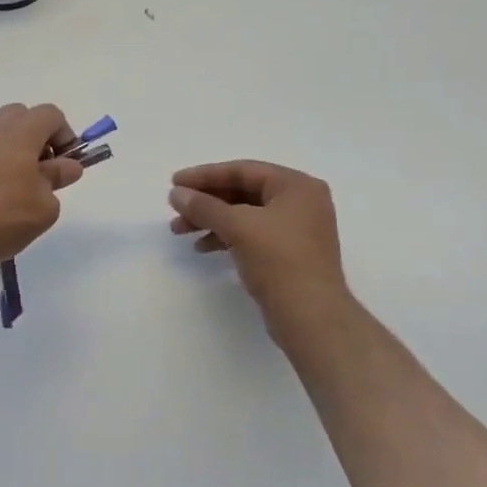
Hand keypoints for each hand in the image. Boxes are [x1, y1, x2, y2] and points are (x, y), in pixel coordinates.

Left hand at [0, 104, 83, 281]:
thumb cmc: (0, 216)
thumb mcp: (44, 206)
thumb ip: (57, 181)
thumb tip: (66, 166)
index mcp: (19, 131)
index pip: (51, 115)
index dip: (66, 137)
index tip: (67, 168)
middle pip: (22, 119)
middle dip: (38, 142)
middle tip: (43, 177)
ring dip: (15, 158)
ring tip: (18, 197)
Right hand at [169, 161, 353, 336]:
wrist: (311, 316)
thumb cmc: (279, 261)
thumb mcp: (238, 227)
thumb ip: (204, 206)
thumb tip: (176, 193)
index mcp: (296, 186)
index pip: (243, 170)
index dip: (205, 175)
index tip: (174, 183)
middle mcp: (300, 202)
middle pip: (243, 192)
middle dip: (206, 201)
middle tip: (175, 209)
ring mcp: (296, 229)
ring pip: (244, 215)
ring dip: (211, 220)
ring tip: (179, 231)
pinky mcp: (288, 254)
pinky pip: (251, 235)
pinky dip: (226, 237)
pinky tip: (202, 248)